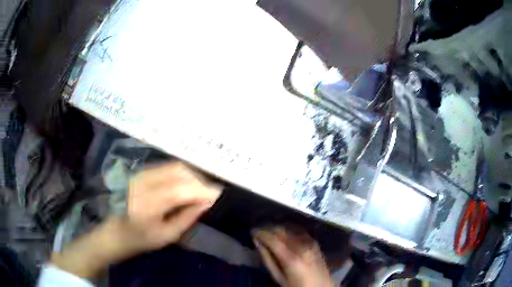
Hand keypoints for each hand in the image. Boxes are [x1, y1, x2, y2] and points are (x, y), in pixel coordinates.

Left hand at [51, 162, 221, 278]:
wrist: (116, 231)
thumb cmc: (141, 239)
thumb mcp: (168, 235)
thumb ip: (188, 216)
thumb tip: (207, 201)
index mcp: (147, 205)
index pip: (181, 189)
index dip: (202, 190)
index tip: (219, 194)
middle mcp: (143, 183)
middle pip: (178, 172)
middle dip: (199, 180)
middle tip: (211, 192)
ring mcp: (140, 174)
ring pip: (173, 166)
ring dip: (191, 175)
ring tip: (201, 188)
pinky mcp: (140, 172)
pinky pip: (166, 167)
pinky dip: (180, 173)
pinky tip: (187, 183)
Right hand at [252, 227, 334, 286]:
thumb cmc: (297, 286)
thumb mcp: (279, 278)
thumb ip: (268, 260)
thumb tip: (257, 242)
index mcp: (291, 258)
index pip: (272, 239)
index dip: (260, 233)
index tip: (252, 231)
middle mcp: (302, 246)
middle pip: (281, 231)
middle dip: (268, 229)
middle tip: (258, 232)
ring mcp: (310, 243)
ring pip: (290, 229)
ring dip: (277, 229)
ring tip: (268, 233)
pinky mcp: (314, 242)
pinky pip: (299, 232)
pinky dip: (288, 231)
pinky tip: (282, 235)